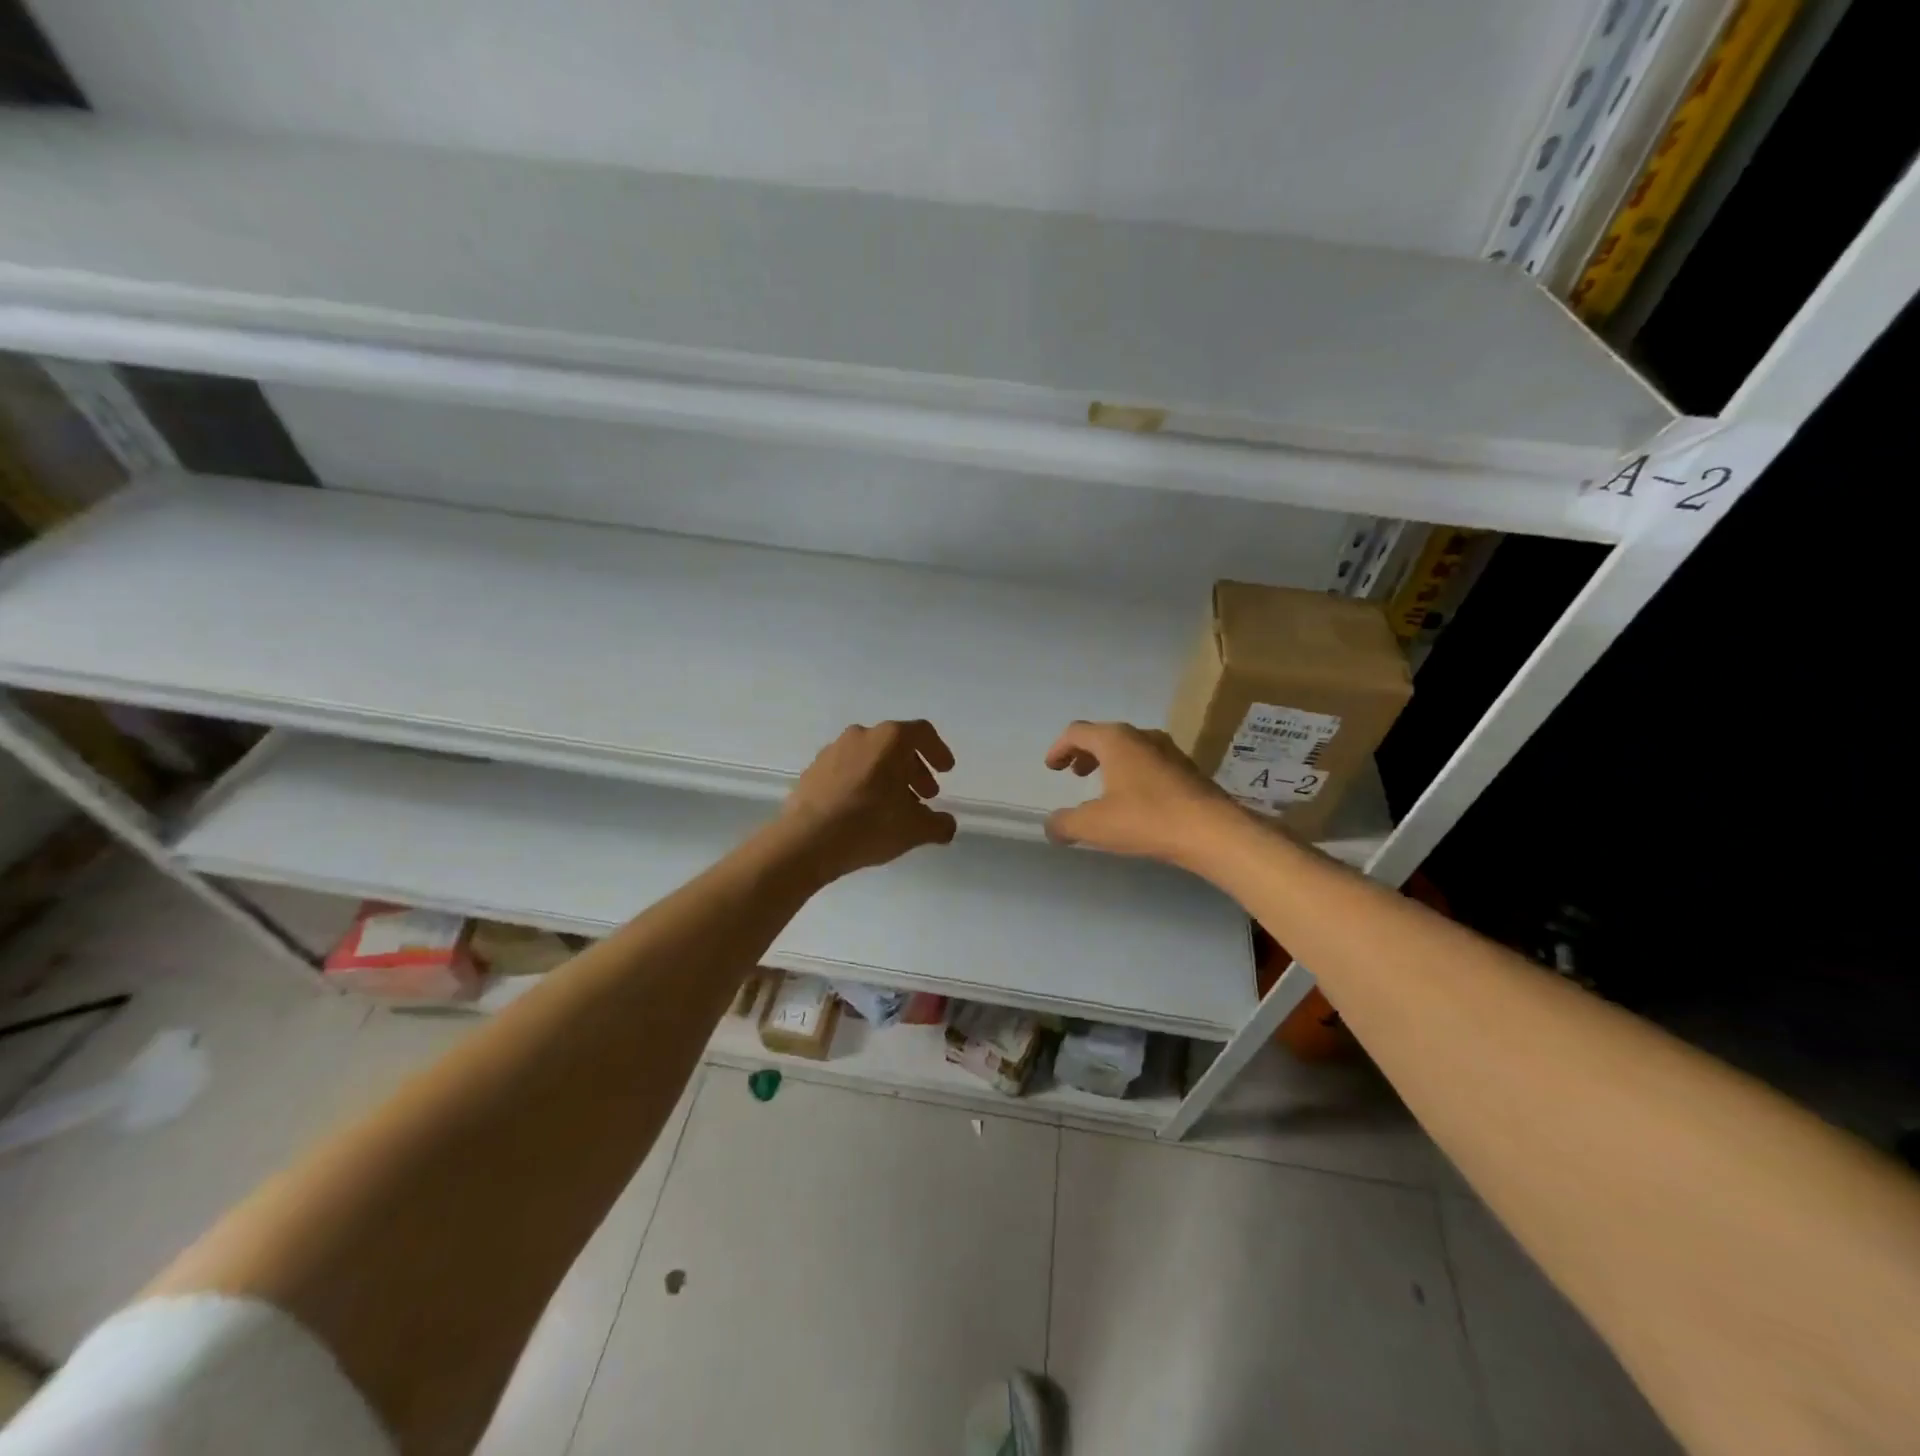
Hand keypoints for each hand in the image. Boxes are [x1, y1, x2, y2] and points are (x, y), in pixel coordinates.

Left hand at [781, 720, 958, 880]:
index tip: (946, 771)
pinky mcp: (813, 769)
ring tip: (894, 807)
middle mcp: (861, 735)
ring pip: (870, 757)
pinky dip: (863, 783)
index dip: (938, 751)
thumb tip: (947, 825)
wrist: (806, 841)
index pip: (922, 733)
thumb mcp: (915, 830)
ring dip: (888, 777)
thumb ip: (938, 825)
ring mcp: (833, 750)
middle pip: (896, 745)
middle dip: (914, 769)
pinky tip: (864, 810)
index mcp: (890, 739)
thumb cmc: (869, 825)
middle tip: (924, 795)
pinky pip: (847, 770)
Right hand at [1042, 721, 1239, 863]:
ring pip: (1130, 748)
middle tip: (1075, 773)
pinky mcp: (1187, 769)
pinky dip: (1132, 773)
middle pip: (1104, 735)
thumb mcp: (1094, 825)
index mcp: (1115, 740)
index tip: (1052, 768)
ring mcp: (1169, 750)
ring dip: (1110, 762)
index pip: (1077, 732)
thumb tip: (1052, 826)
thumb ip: (1065, 823)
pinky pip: (1149, 762)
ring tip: (1103, 787)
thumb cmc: (1147, 819)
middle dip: (1085, 753)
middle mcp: (1142, 736)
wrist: (1213, 831)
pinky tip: (1135, 800)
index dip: (1059, 748)